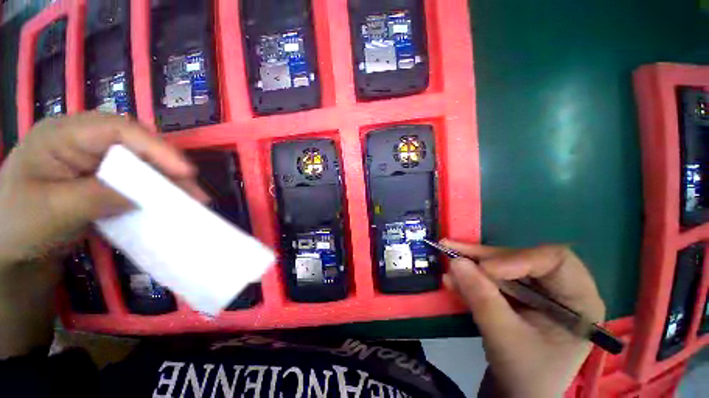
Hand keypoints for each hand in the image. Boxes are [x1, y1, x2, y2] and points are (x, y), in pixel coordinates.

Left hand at [0, 112, 203, 357]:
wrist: (10, 248)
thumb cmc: (18, 225)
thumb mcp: (53, 211)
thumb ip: (97, 196)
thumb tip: (143, 195)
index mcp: (61, 135)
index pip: (117, 129)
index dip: (156, 148)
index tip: (186, 172)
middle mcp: (82, 139)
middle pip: (136, 144)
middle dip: (169, 166)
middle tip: (195, 191)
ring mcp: (92, 158)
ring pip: (141, 162)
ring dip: (167, 180)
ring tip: (192, 198)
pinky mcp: (100, 176)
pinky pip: (135, 178)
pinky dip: (155, 190)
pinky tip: (168, 200)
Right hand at [442, 240, 604, 397]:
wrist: (519, 395)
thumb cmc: (526, 374)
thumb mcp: (505, 339)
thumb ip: (482, 299)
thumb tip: (456, 262)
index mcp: (579, 301)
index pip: (555, 261)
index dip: (518, 259)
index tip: (485, 269)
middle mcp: (560, 288)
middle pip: (522, 258)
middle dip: (484, 257)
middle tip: (451, 250)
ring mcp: (537, 290)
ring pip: (502, 264)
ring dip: (472, 263)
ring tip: (446, 257)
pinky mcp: (517, 293)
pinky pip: (492, 277)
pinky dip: (470, 276)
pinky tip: (452, 279)